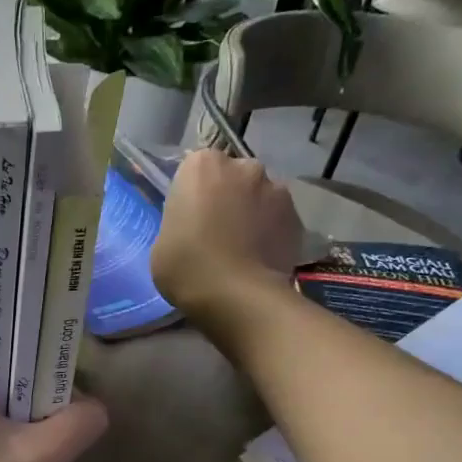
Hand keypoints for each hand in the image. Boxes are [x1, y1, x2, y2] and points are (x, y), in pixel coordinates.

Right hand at [150, 146, 306, 330]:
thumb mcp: (163, 241)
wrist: (237, 296)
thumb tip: (196, 224)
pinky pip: (277, 218)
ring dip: (251, 212)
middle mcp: (243, 166)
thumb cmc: (186, 266)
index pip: (195, 169)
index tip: (189, 216)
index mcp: (202, 166)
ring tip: (242, 247)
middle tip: (216, 230)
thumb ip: (180, 220)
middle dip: (226, 196)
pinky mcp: (297, 215)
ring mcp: (275, 188)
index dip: (192, 193)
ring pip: (258, 195)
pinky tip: (260, 256)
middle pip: (232, 176)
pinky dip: (270, 230)